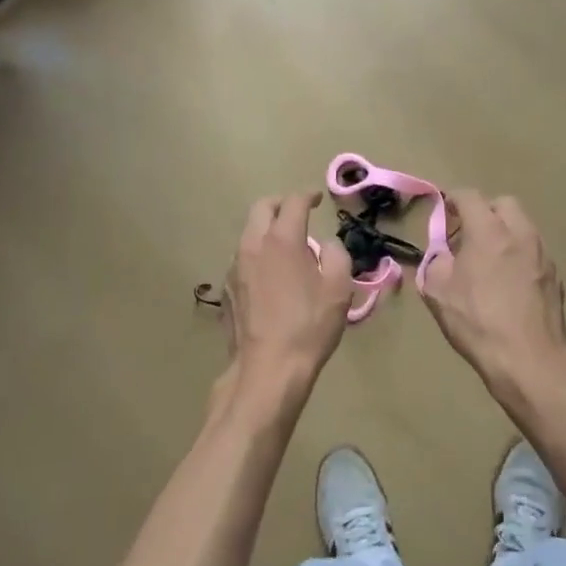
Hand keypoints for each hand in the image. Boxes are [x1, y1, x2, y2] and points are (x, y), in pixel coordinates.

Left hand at [222, 192, 353, 398]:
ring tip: (286, 248)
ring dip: (266, 230)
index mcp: (282, 239)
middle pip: (262, 207)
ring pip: (249, 233)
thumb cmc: (308, 327)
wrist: (267, 370)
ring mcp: (234, 267)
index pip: (294, 202)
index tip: (318, 199)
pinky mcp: (226, 289)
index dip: (308, 195)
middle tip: (298, 213)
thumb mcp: (339, 289)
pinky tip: (270, 277)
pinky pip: (242, 259)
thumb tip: (325, 245)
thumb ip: (336, 255)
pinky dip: (257, 255)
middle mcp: (253, 245)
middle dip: (281, 204)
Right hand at [421, 191, 565, 393]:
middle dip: (484, 212)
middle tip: (468, 235)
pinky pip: (533, 251)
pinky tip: (509, 282)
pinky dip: (519, 254)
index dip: (452, 199)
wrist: (529, 359)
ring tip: (489, 260)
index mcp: (488, 231)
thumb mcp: (438, 292)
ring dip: (504, 232)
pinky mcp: (555, 275)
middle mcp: (520, 233)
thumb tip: (441, 253)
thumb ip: (434, 261)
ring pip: (522, 226)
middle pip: (502, 204)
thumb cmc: (478, 322)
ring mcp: (542, 253)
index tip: (443, 212)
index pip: (469, 196)